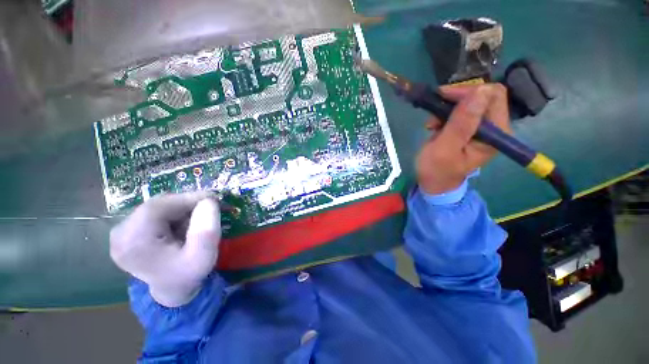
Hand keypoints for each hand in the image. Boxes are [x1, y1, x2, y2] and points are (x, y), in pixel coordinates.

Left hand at [110, 191, 221, 306]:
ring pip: (157, 207)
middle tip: (209, 208)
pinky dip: (173, 214)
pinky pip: (153, 212)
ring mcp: (120, 232)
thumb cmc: (188, 273)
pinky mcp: (126, 231)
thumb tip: (209, 200)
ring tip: (196, 221)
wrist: (172, 288)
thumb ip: (206, 229)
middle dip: (186, 204)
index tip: (213, 199)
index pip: (159, 206)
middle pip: (157, 205)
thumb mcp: (203, 255)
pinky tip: (182, 226)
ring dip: (180, 209)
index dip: (188, 198)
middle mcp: (120, 234)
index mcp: (134, 241)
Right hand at [416, 83, 511, 194]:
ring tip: (431, 124)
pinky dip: (445, 114)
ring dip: (447, 107)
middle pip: (483, 96)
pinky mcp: (469, 128)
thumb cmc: (437, 170)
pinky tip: (434, 125)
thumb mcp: (445, 149)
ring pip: (470, 101)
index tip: (443, 97)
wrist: (433, 183)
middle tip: (434, 111)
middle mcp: (494, 127)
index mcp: (496, 133)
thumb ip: (461, 124)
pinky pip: (460, 111)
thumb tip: (480, 91)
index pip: (493, 96)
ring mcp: (482, 127)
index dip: (469, 91)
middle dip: (456, 99)